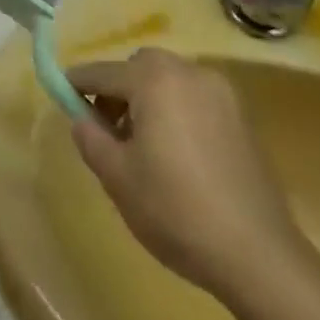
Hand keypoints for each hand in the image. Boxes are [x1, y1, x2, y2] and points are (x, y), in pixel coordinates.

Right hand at [70, 49, 308, 298]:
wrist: (257, 253)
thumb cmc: (175, 210)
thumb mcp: (117, 177)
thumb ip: (90, 137)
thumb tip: (81, 117)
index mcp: (154, 80)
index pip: (102, 72)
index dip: (77, 83)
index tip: (61, 95)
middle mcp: (189, 73)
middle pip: (139, 66)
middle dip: (117, 88)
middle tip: (105, 127)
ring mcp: (220, 93)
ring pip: (169, 79)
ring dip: (146, 97)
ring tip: (140, 143)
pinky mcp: (241, 116)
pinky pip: (194, 97)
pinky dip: (175, 108)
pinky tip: (174, 151)